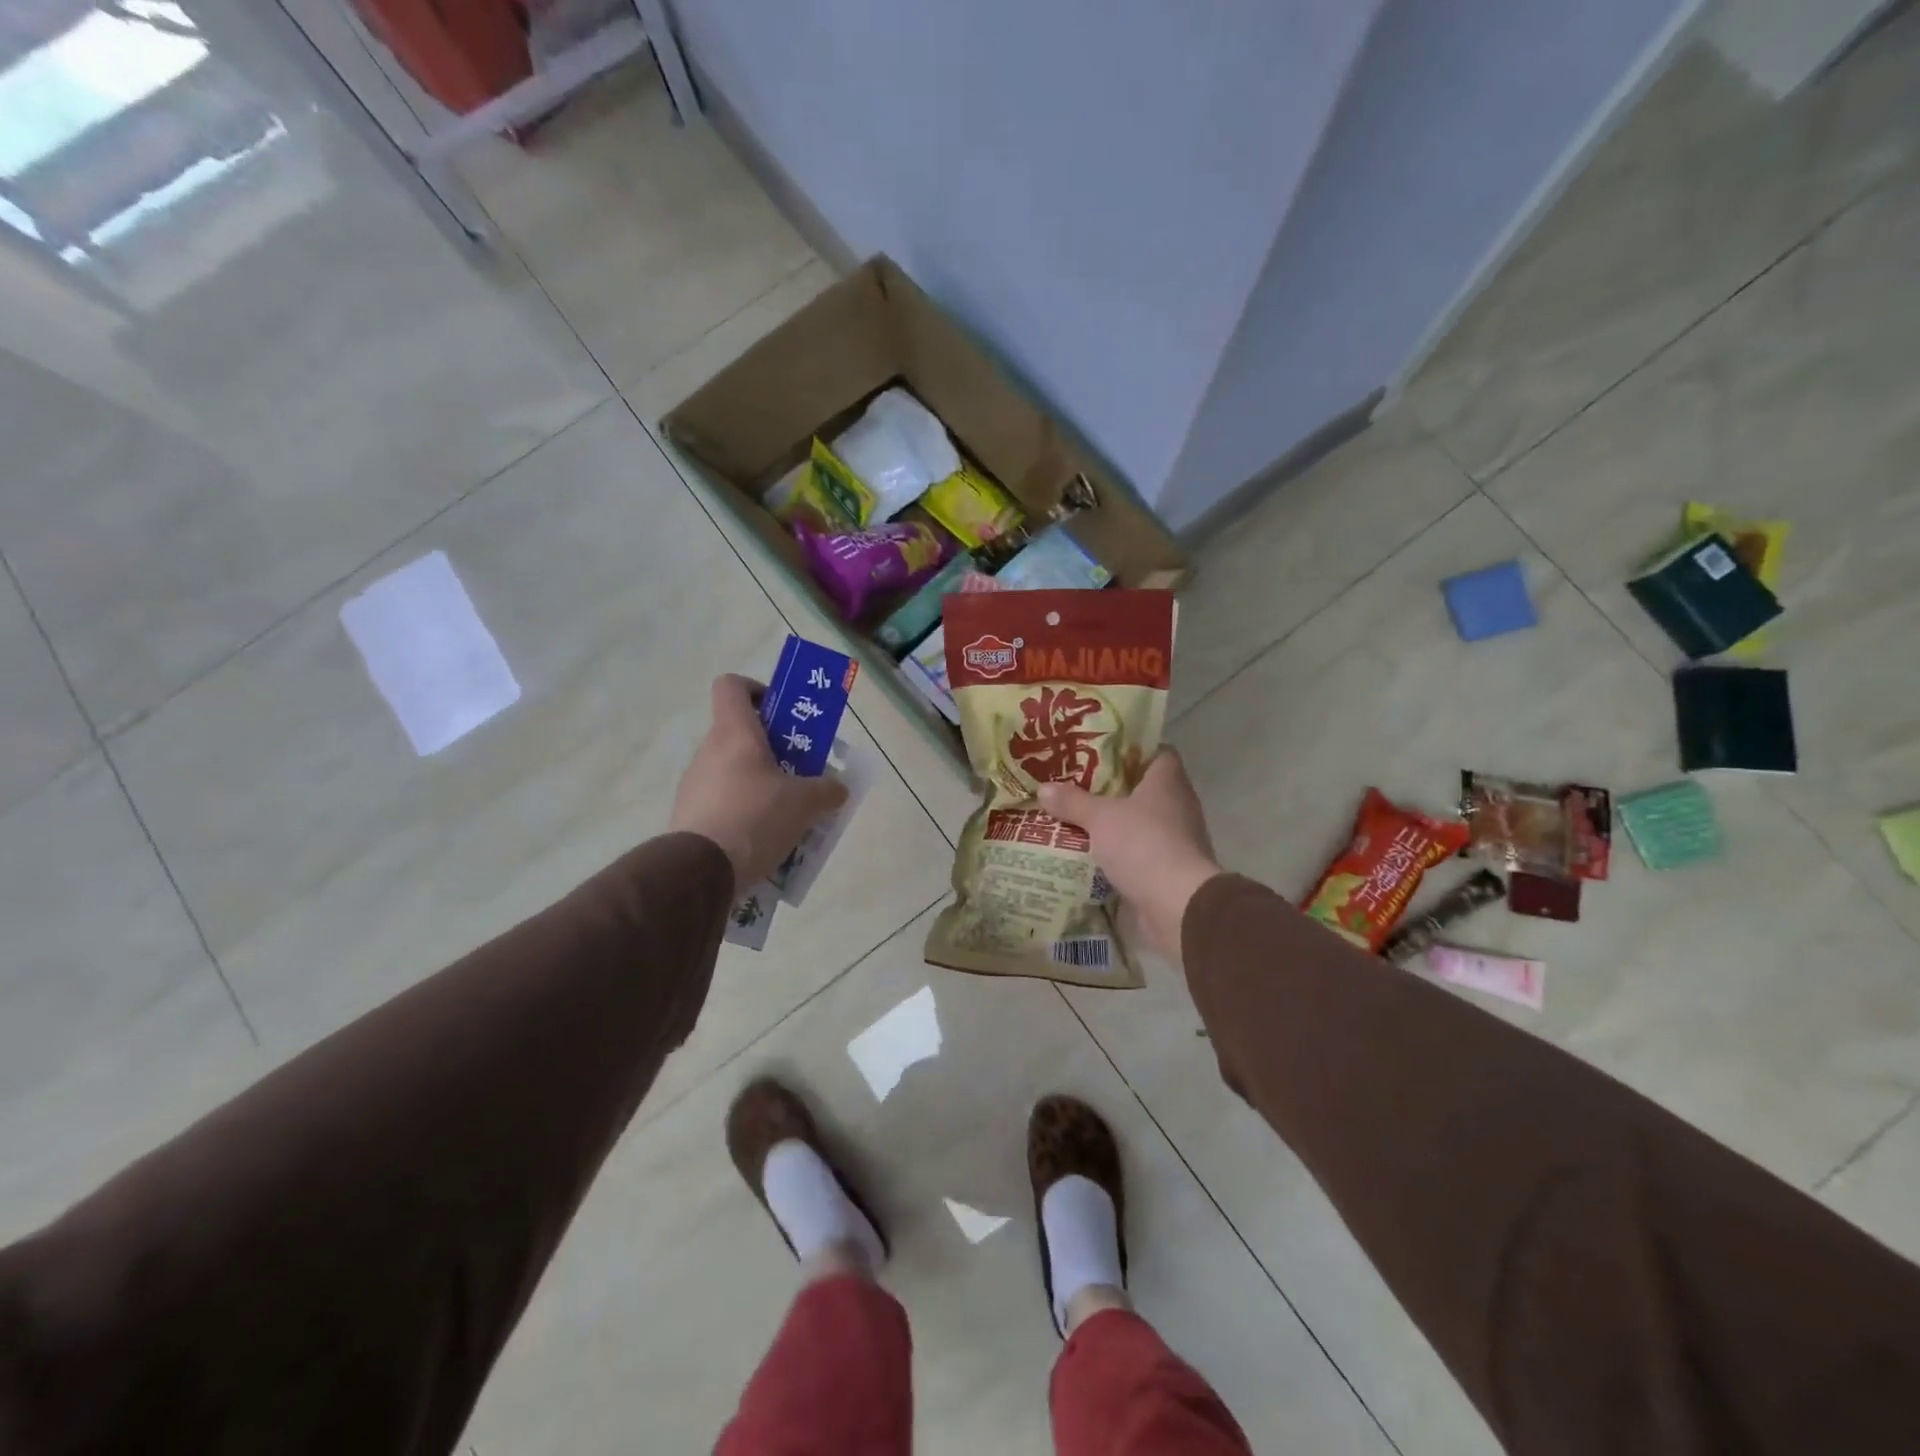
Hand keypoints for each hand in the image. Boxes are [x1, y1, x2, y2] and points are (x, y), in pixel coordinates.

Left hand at [670, 675, 848, 889]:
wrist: (700, 871)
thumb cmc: (755, 818)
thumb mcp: (805, 803)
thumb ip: (827, 790)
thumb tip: (838, 788)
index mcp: (735, 732)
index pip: (732, 686)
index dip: (757, 690)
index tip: (781, 713)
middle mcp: (709, 751)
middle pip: (741, 734)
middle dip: (774, 750)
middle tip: (801, 772)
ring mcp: (695, 784)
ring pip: (734, 771)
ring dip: (760, 784)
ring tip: (788, 814)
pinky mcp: (689, 816)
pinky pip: (723, 802)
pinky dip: (744, 812)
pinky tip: (765, 839)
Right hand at [1038, 748, 1222, 962]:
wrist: (1177, 907)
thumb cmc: (1143, 845)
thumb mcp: (1100, 818)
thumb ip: (1072, 801)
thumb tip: (1044, 788)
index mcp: (1167, 781)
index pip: (1155, 752)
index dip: (1128, 749)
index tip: (1097, 750)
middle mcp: (1175, 806)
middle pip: (1140, 788)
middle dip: (1108, 787)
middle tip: (1071, 782)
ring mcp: (1173, 840)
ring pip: (1135, 823)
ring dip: (1108, 823)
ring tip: (1070, 816)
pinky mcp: (1164, 870)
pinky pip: (1133, 854)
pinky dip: (1112, 853)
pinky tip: (1082, 852)